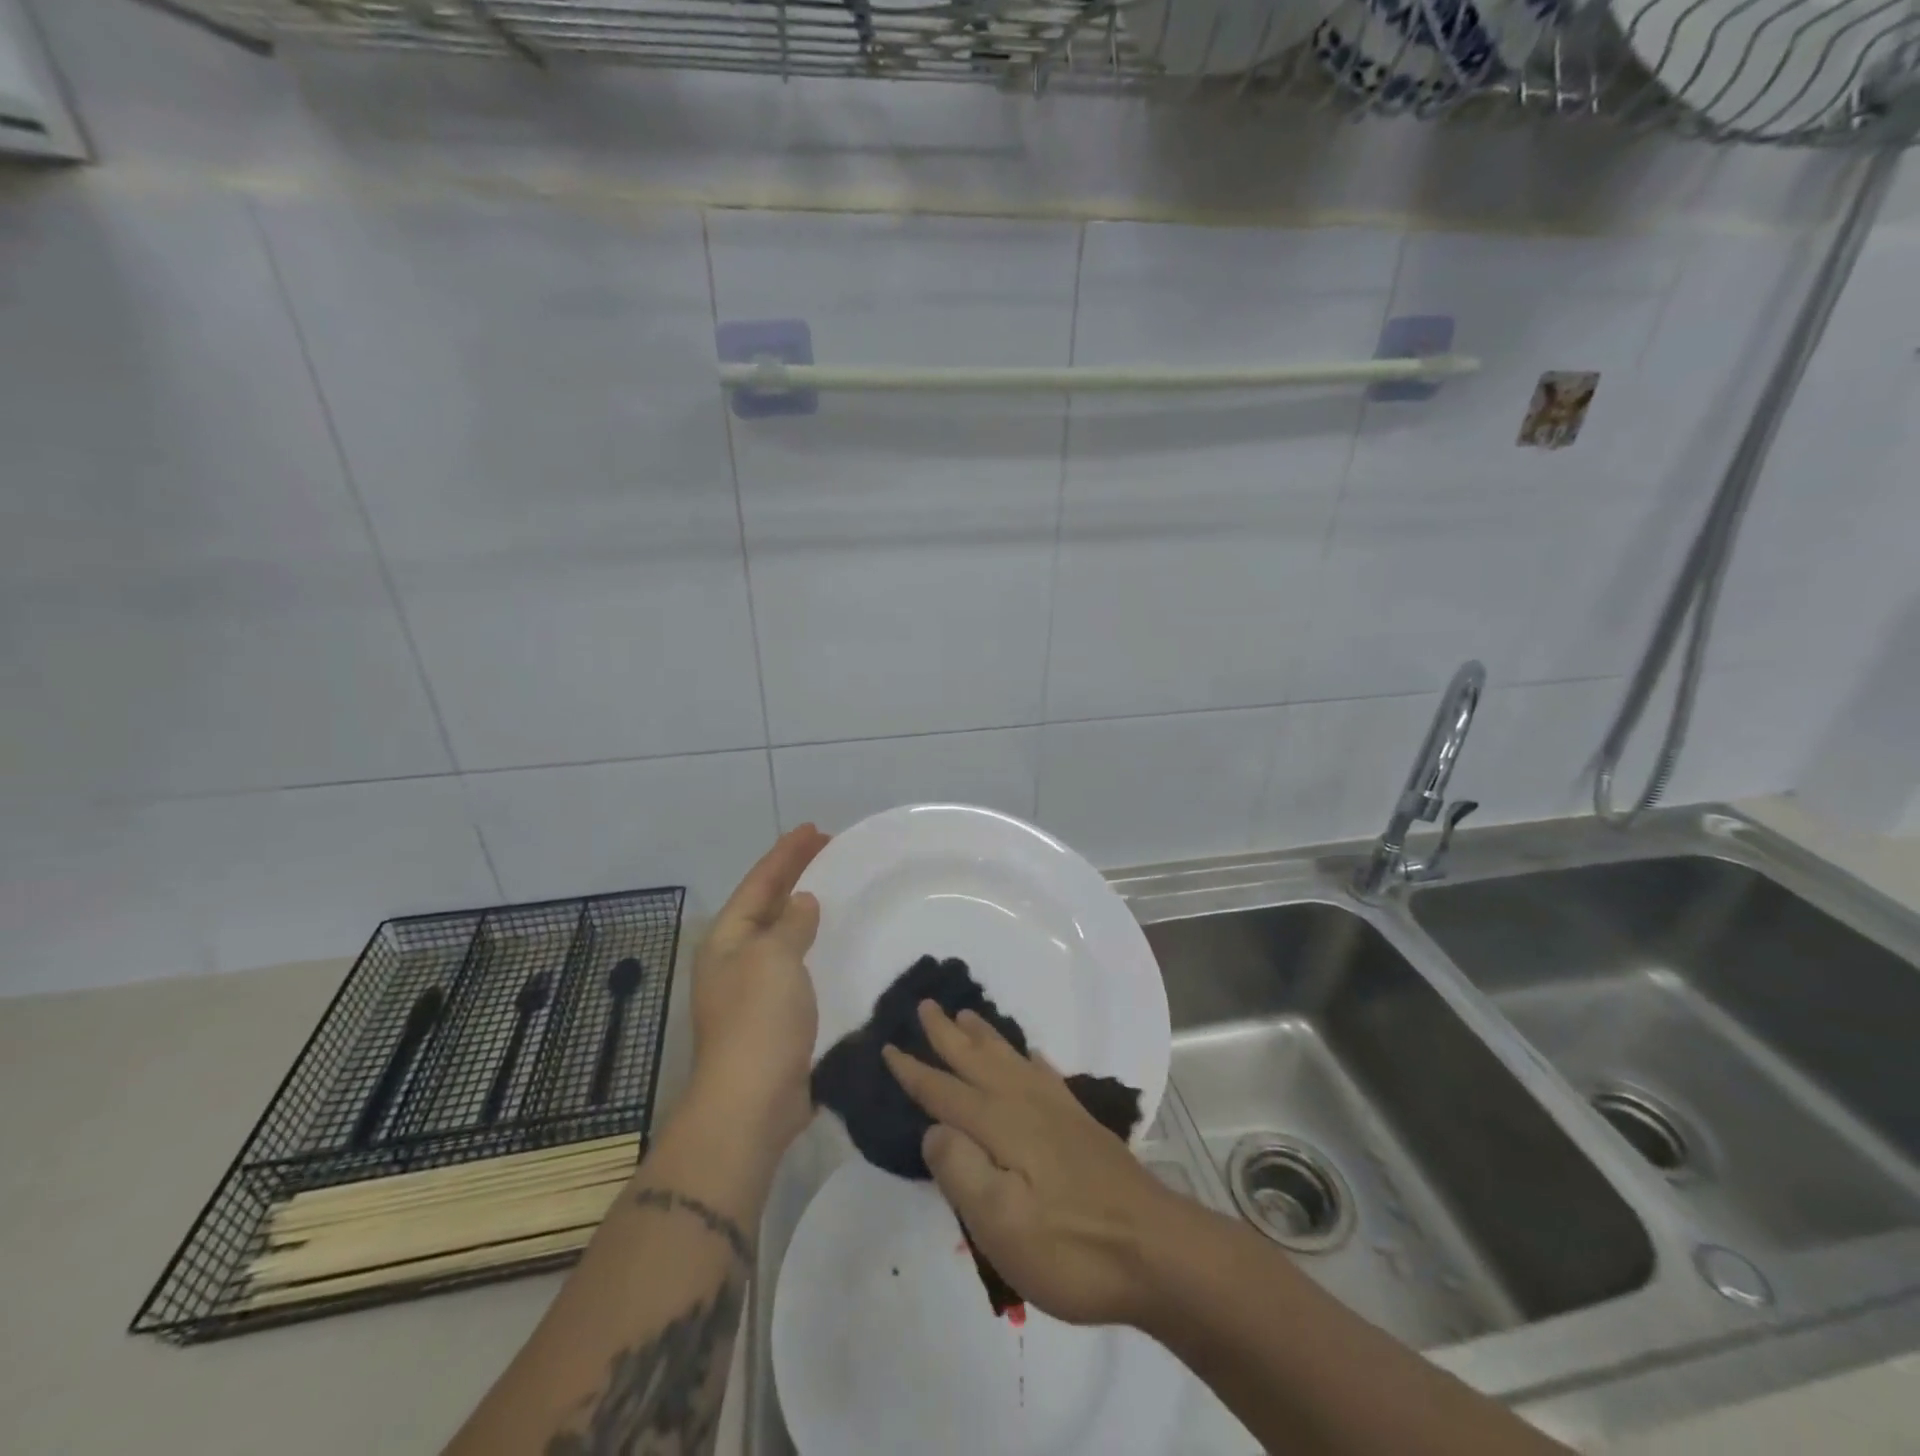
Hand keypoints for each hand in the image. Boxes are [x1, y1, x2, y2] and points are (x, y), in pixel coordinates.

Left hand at [688, 824, 828, 1154]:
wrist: (751, 1102)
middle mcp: (734, 959)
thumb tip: (802, 903)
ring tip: (832, 890)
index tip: (814, 830)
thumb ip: (790, 924)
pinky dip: (812, 947)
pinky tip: (833, 944)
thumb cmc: (759, 1020)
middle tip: (829, 851)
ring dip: (804, 911)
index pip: (759, 883)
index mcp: (727, 939)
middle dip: (794, 876)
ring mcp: (751, 990)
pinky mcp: (773, 1017)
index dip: (786, 854)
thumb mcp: (775, 958)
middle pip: (767, 905)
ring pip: (781, 936)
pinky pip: (795, 966)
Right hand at [883, 1002, 1176, 1327]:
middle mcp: (1025, 1104)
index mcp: (1000, 1125)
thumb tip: (933, 1129)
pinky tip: (1028, 1054)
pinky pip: (1044, 1073)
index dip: (915, 1071)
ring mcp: (1057, 1110)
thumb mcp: (1002, 1225)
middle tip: (925, 1004)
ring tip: (966, 1014)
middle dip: (946, 1035)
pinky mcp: (1080, 1123)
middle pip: (977, 1060)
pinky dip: (1028, 1058)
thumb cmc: (1072, 1247)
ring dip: (983, 1036)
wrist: (1156, 1250)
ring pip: (1009, 1059)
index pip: (945, 1092)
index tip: (888, 1045)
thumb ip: (961, 1171)